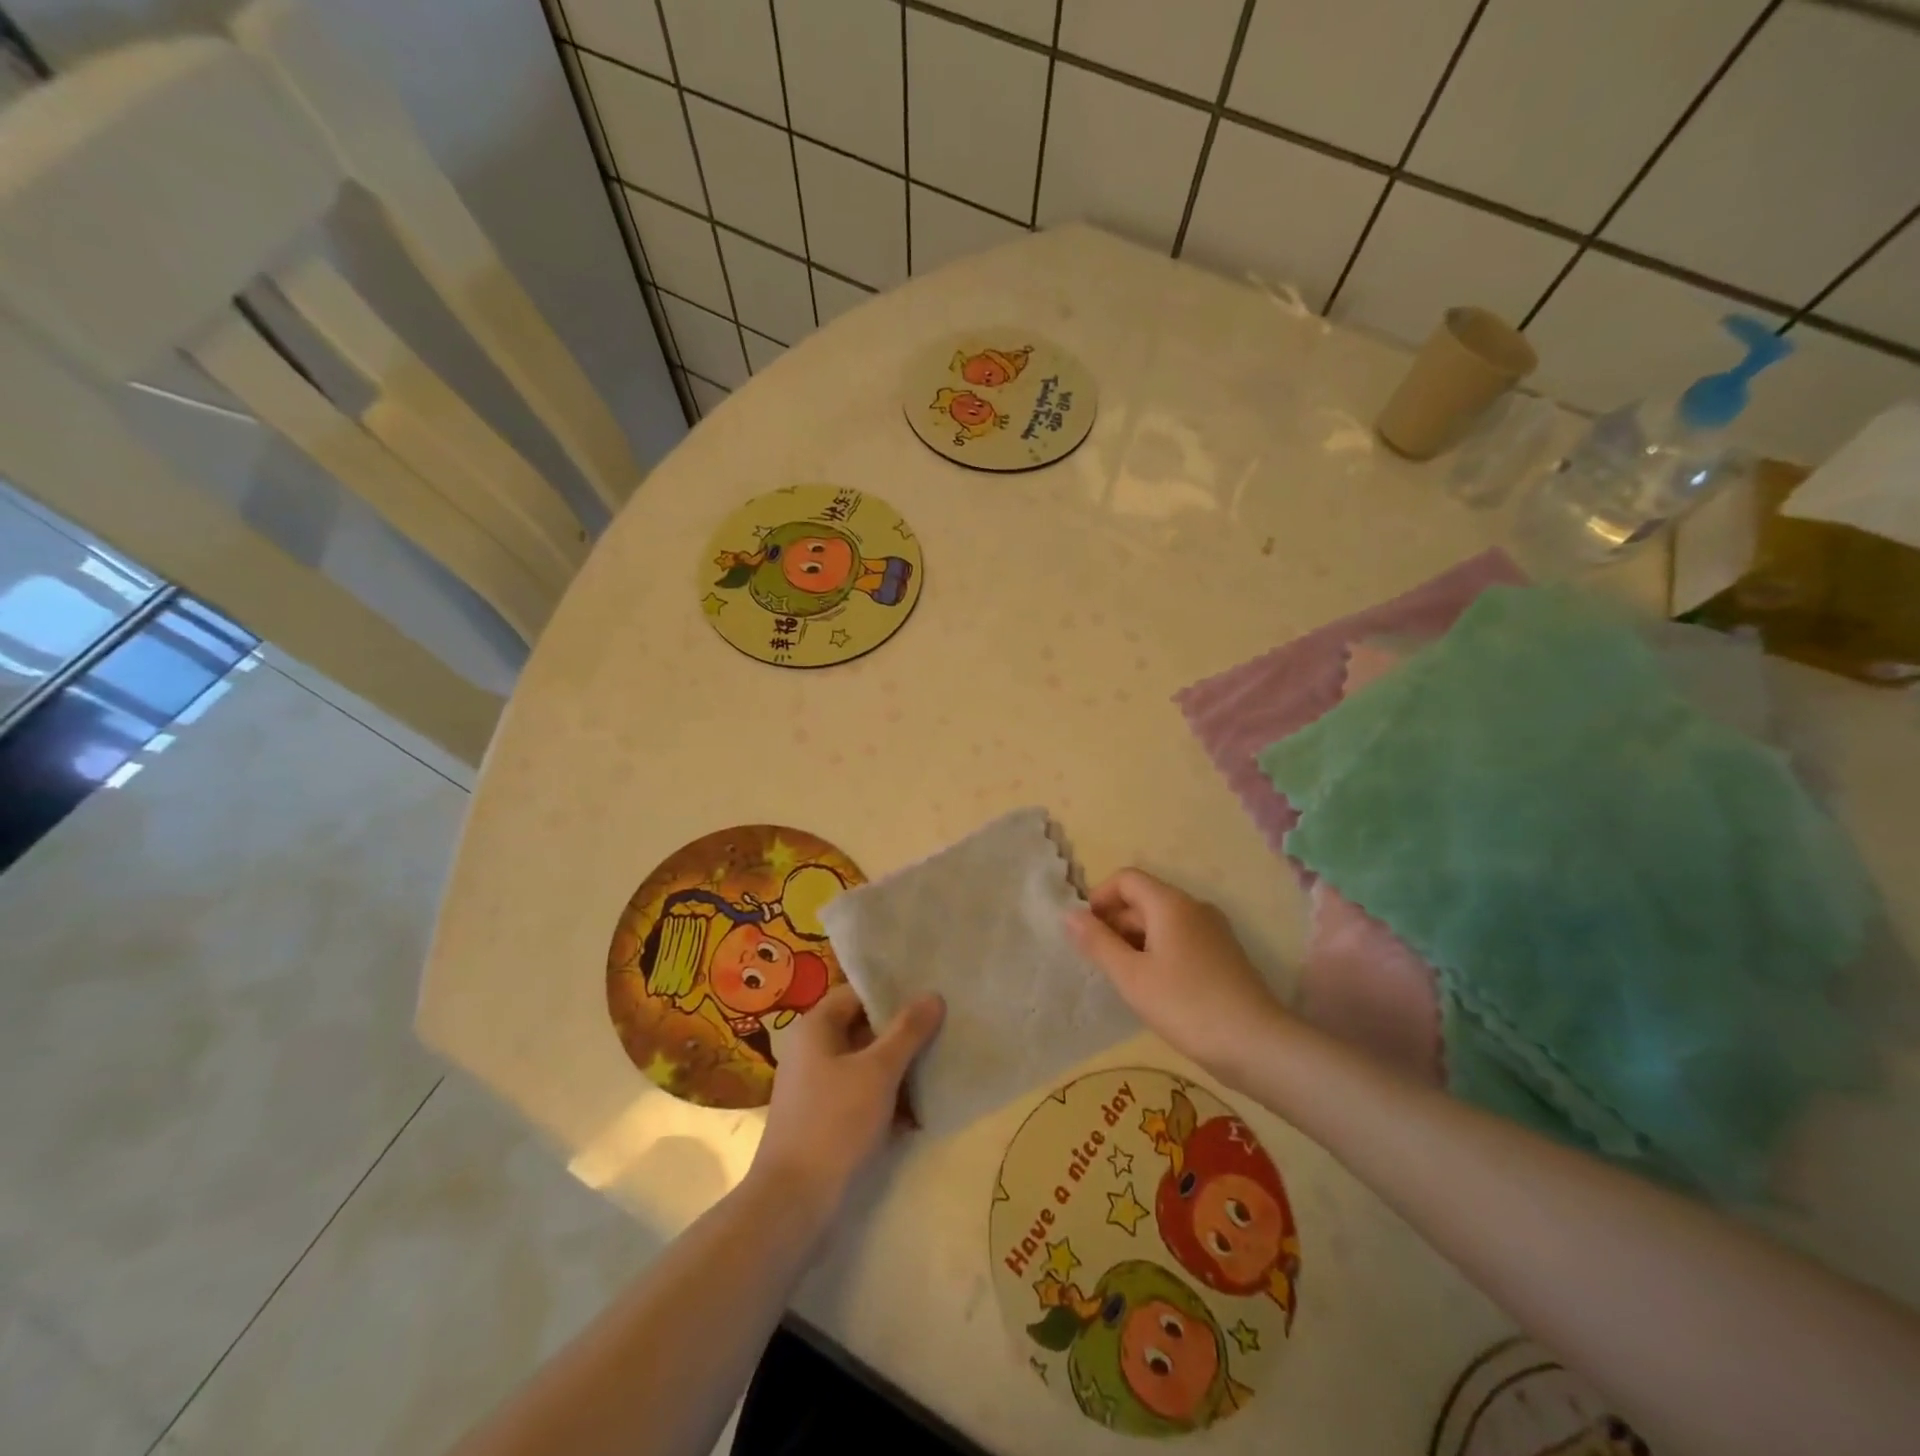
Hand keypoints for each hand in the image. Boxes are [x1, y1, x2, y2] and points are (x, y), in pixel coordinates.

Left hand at [752, 984, 944, 1211]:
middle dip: (901, 1033)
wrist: (793, 1202)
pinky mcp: (823, 1117)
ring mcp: (815, 1086)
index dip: (893, 994)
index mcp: (815, 1027)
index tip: (930, 998)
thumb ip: (907, 1031)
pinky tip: (919, 1110)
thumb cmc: (835, 1122)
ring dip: (898, 1068)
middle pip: (863, 1028)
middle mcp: (811, 1049)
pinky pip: (860, 1093)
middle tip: (943, 1031)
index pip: (858, 994)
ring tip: (938, 1068)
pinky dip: (886, 1097)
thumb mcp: (879, 1071)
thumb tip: (933, 995)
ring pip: (865, 1063)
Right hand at [1066, 868, 1286, 1077]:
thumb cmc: (1186, 1005)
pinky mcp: (1223, 955)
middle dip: (1115, 922)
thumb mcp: (1131, 976)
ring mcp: (1213, 931)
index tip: (1086, 932)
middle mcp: (1194, 907)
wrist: (1256, 1045)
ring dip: (1135, 939)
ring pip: (1162, 921)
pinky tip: (1153, 987)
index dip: (1100, 898)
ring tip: (1123, 977)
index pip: (1126, 879)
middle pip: (1144, 898)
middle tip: (1099, 961)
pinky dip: (1158, 951)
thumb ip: (1097, 942)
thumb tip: (1068, 914)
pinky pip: (1180, 939)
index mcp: (1170, 904)